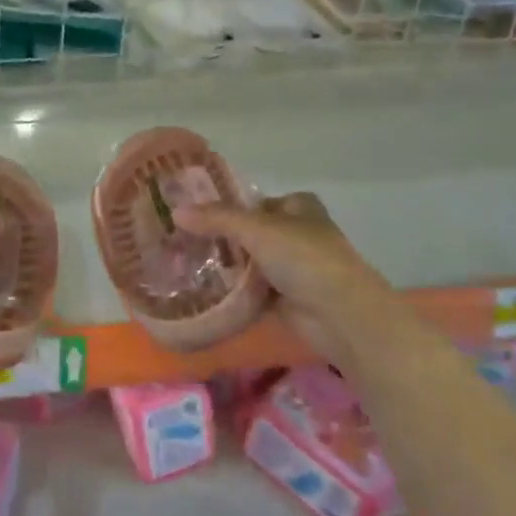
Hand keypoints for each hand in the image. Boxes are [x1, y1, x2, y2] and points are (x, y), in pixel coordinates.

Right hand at [173, 192, 389, 355]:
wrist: (340, 315)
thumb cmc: (304, 258)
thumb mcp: (257, 229)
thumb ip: (216, 219)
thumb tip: (176, 211)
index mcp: (298, 207)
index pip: (254, 201)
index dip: (225, 206)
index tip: (191, 214)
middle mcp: (296, 233)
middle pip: (249, 232)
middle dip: (219, 239)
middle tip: (180, 241)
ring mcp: (293, 268)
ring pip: (249, 263)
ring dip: (224, 267)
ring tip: (183, 265)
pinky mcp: (286, 299)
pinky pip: (252, 291)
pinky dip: (233, 293)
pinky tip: (203, 292)